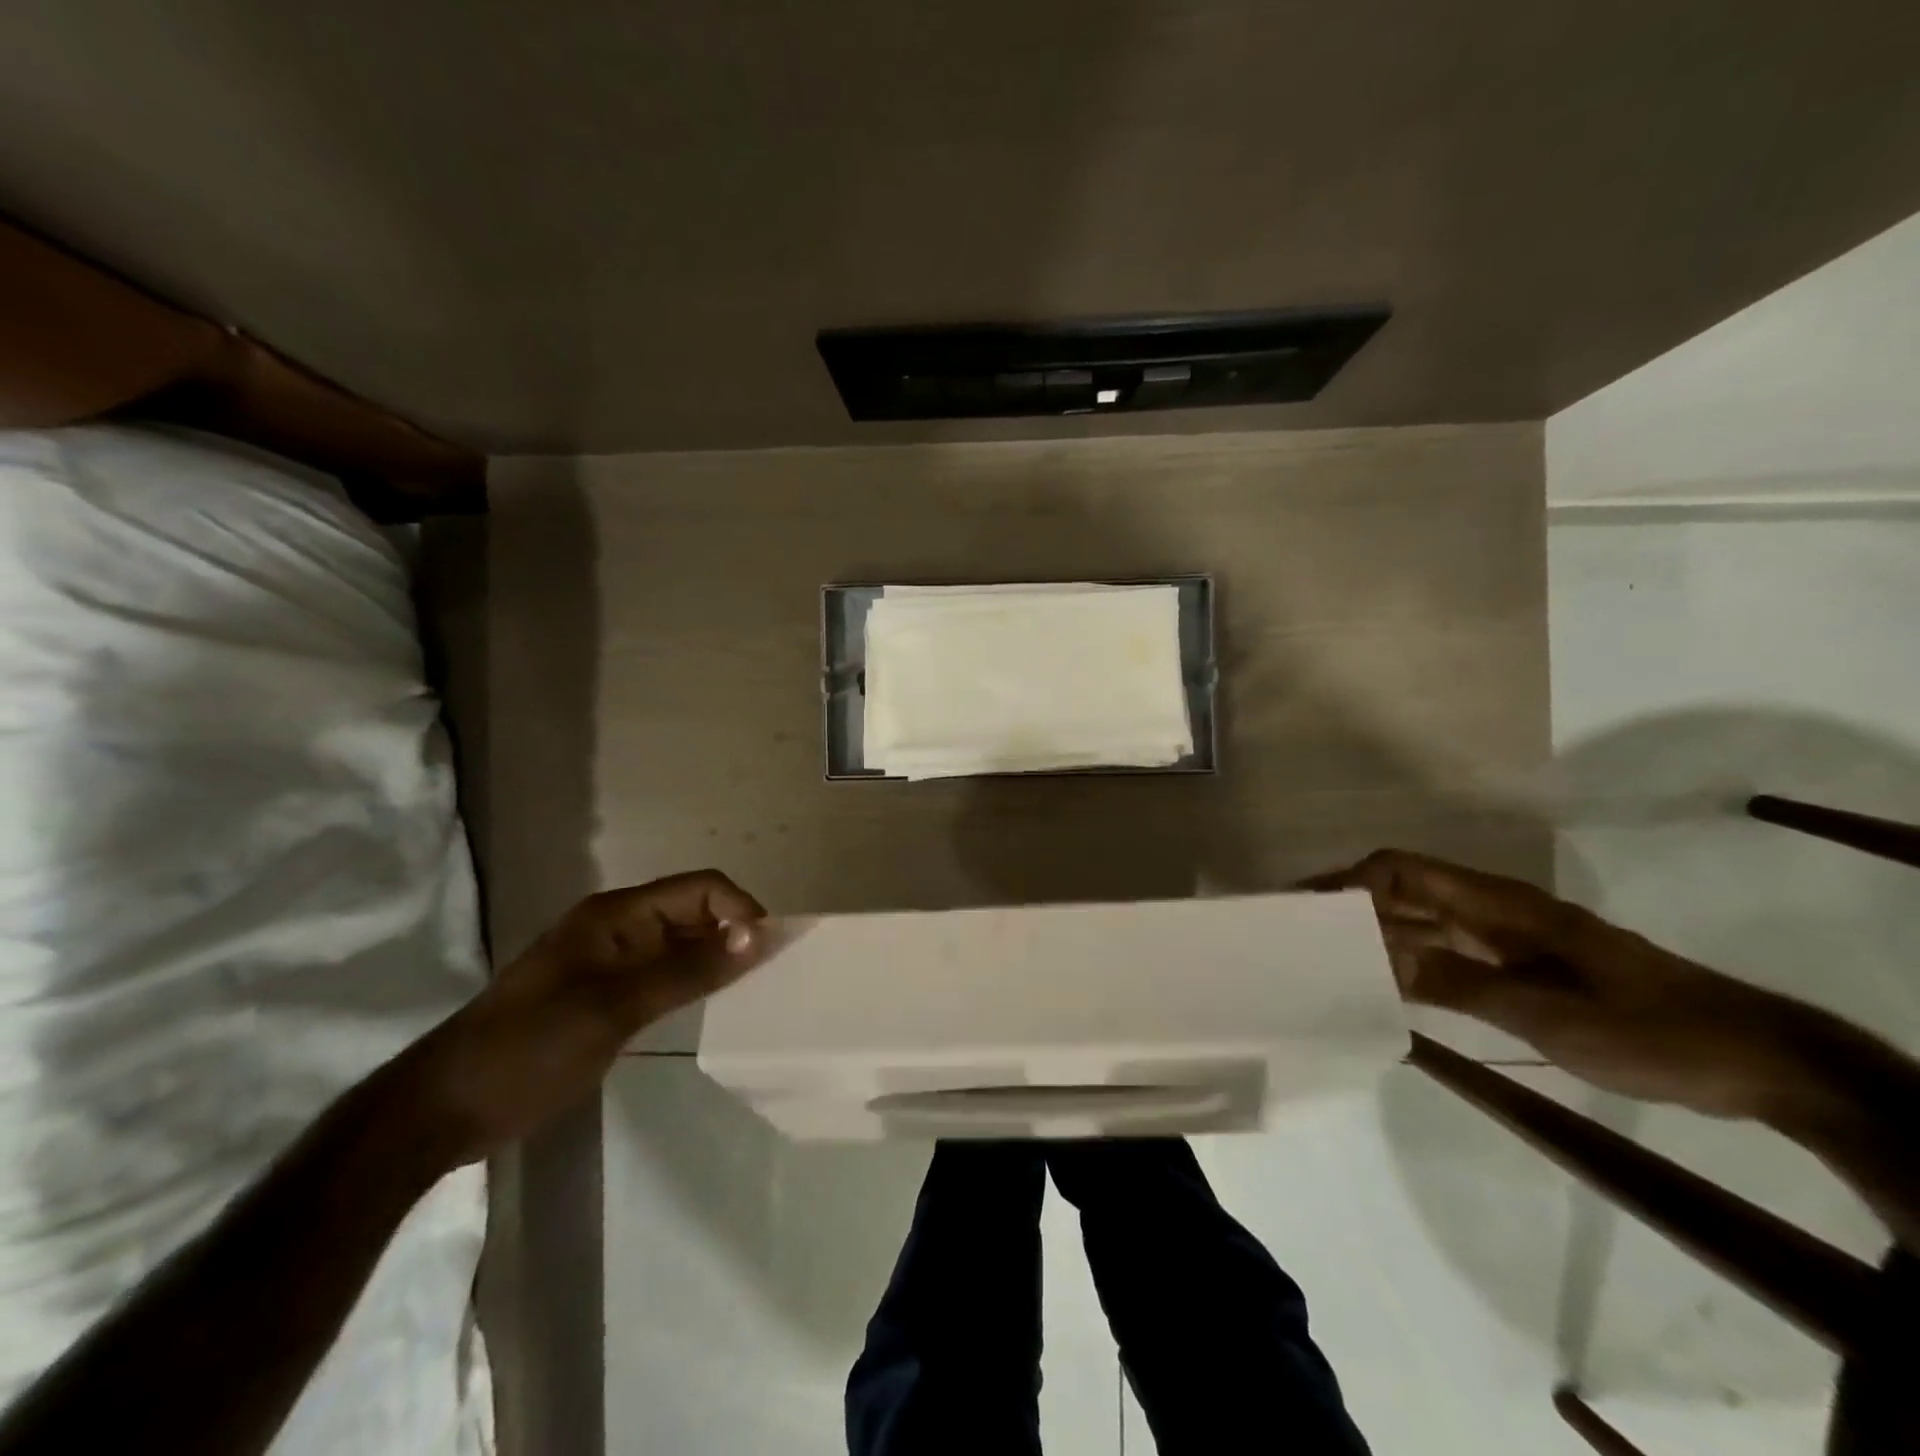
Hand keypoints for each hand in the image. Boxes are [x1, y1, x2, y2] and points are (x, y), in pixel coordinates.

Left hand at [407, 870, 767, 1162]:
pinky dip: (693, 982)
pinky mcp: (606, 993)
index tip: (769, 953)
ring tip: (751, 991)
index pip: (700, 889)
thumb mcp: (616, 1008)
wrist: (446, 1108)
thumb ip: (689, 970)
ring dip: (717, 959)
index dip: (739, 910)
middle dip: (734, 933)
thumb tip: (758, 935)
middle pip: (694, 911)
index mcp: (617, 914)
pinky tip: (711, 1006)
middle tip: (770, 976)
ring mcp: (611, 961)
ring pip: (682, 943)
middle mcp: (619, 927)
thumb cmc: (531, 1047)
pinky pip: (665, 973)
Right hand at [1306, 850, 1811, 1120]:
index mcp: (1500, 905)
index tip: (1309, 908)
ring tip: (1328, 962)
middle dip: (1353, 908)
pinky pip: (1448, 958)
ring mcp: (1507, 942)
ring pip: (1424, 926)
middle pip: (1406, 894)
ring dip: (1377, 938)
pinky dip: (1412, 967)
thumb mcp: (1548, 1013)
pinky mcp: (1520, 971)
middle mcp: (1494, 913)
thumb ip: (1460, 984)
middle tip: (1302, 937)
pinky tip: (1384, 989)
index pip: (1404, 871)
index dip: (1352, 881)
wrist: (1753, 1058)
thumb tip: (1381, 963)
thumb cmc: (1648, 1028)